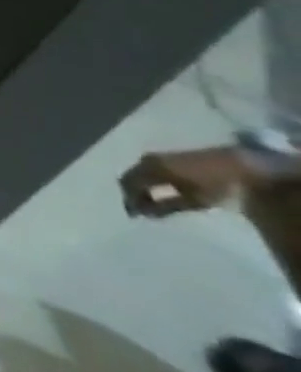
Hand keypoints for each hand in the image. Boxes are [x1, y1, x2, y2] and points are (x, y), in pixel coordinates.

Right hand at [119, 147, 246, 217]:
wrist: (243, 167)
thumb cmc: (217, 186)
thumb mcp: (193, 201)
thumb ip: (165, 207)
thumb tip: (143, 213)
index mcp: (150, 169)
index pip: (128, 184)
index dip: (129, 200)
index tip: (136, 215)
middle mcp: (148, 160)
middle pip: (131, 176)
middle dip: (133, 192)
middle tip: (141, 208)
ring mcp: (159, 156)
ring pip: (139, 172)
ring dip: (141, 186)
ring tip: (150, 200)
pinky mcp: (171, 157)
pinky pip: (149, 168)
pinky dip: (150, 180)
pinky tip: (161, 190)